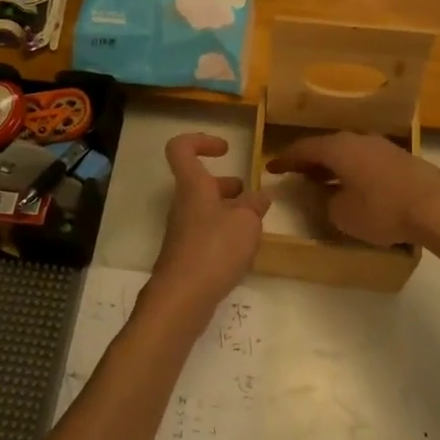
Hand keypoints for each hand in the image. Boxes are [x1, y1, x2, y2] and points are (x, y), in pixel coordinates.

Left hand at [138, 133, 270, 330]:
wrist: (182, 299)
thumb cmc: (214, 249)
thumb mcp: (246, 222)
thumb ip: (254, 206)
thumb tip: (259, 197)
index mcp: (193, 186)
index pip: (181, 148)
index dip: (201, 141)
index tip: (226, 149)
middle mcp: (184, 204)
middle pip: (199, 182)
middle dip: (225, 185)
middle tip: (249, 195)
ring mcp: (183, 231)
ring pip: (206, 209)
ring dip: (229, 211)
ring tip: (255, 225)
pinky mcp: (187, 256)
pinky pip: (207, 234)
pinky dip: (226, 235)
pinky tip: (244, 251)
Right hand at [265, 132, 439, 246]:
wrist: (437, 205)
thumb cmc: (382, 210)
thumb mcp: (343, 214)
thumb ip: (326, 203)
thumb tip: (325, 195)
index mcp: (337, 148)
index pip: (303, 148)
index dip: (285, 159)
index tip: (271, 168)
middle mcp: (357, 139)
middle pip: (326, 147)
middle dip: (309, 160)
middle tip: (296, 173)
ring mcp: (381, 146)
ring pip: (348, 152)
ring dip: (333, 165)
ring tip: (323, 180)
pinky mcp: (400, 158)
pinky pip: (365, 159)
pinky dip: (352, 169)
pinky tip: (354, 185)